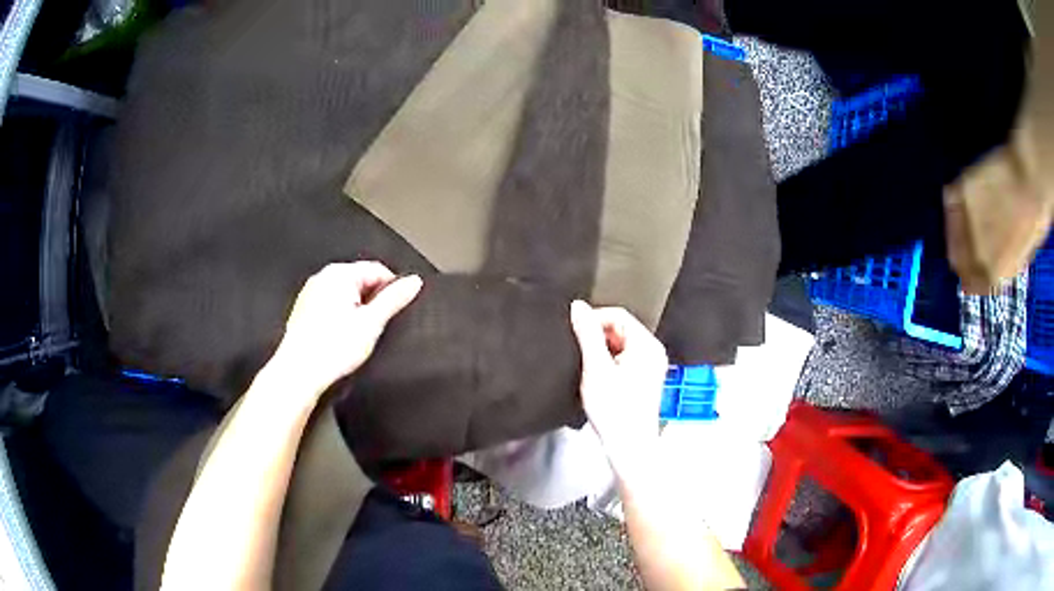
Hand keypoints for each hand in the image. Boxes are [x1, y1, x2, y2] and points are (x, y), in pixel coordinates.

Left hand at [271, 262, 422, 395]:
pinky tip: (340, 339)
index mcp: (339, 274)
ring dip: (356, 312)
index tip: (395, 311)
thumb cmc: (330, 349)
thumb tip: (413, 282)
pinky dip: (340, 318)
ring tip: (355, 337)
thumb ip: (394, 299)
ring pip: (346, 295)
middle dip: (372, 302)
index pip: (378, 270)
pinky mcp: (304, 310)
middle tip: (374, 328)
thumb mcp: (372, 323)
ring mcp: (311, 293)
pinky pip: (331, 306)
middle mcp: (323, 278)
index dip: (391, 290)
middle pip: (361, 281)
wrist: (299, 373)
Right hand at [569, 301, 667, 477]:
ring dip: (601, 354)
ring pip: (619, 346)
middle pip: (620, 330)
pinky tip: (599, 383)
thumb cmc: (616, 412)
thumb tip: (579, 307)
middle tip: (583, 358)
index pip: (618, 315)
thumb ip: (587, 334)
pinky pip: (623, 361)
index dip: (594, 320)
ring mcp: (650, 367)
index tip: (576, 334)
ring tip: (591, 373)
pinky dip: (608, 366)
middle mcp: (653, 353)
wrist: (628, 447)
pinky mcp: (644, 381)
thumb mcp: (595, 368)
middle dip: (597, 339)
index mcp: (647, 345)